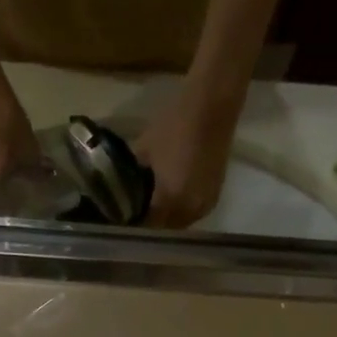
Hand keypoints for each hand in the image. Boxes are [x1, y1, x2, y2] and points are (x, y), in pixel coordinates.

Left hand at [132, 86, 242, 228]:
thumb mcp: (143, 152)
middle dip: (149, 224)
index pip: (146, 226)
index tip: (122, 219)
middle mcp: (188, 211)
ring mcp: (204, 206)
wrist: (212, 106)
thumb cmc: (173, 125)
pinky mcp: (214, 197)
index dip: (133, 224)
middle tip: (135, 212)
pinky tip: (171, 199)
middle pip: (163, 229)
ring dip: (166, 220)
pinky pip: (192, 214)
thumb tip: (121, 193)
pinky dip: (180, 211)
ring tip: (152, 207)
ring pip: (179, 223)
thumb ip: (132, 179)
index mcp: (168, 201)